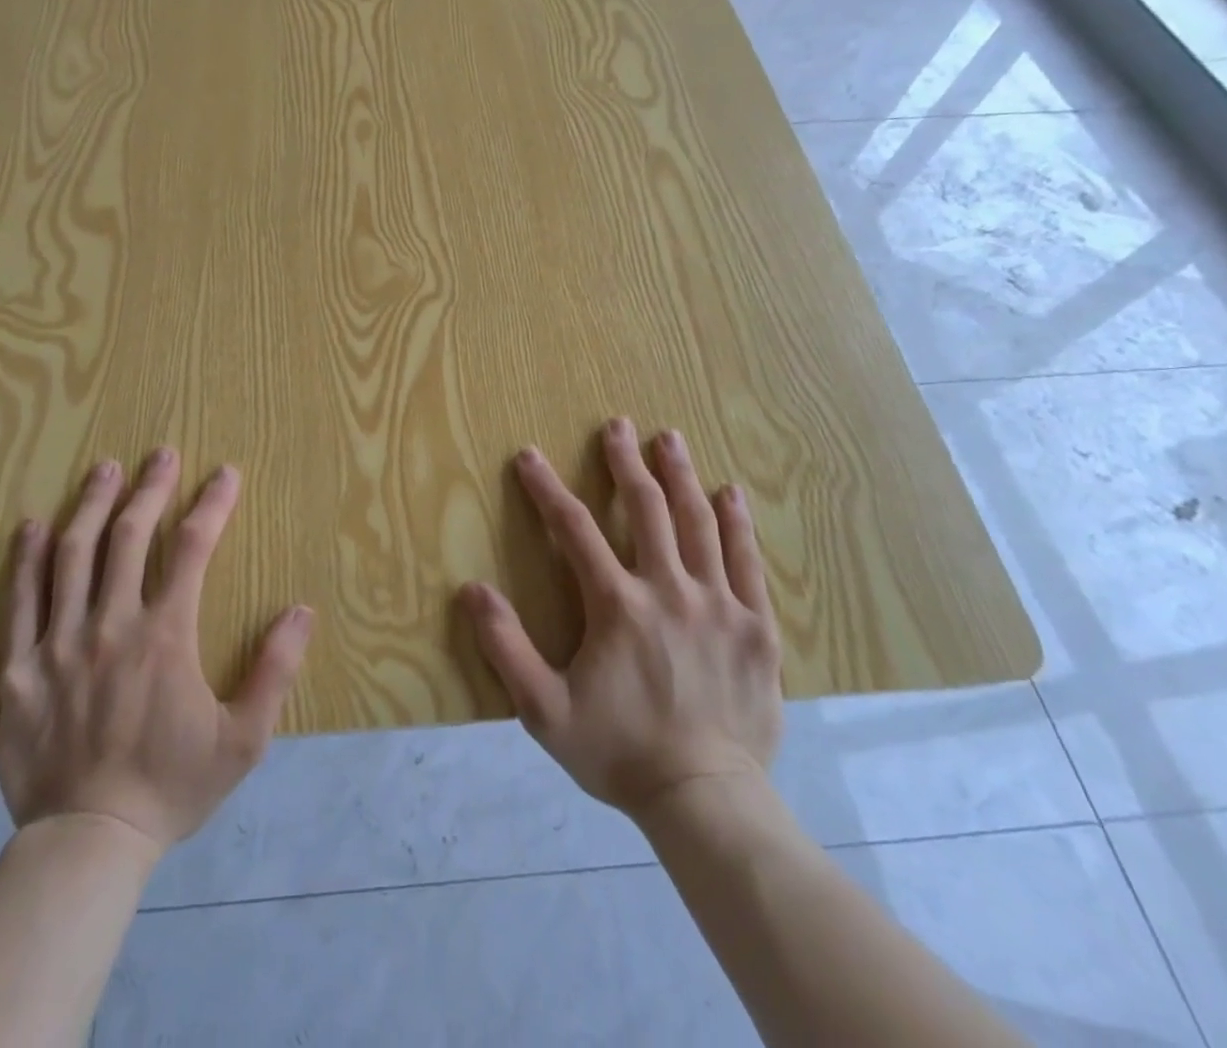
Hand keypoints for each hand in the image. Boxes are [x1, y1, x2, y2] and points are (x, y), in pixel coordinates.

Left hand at [0, 449, 314, 851]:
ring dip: (92, 505)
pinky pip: (19, 600)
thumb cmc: (171, 787)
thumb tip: (302, 611)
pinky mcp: (19, 668)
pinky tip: (33, 525)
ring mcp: (59, 643)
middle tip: (162, 453)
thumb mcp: (243, 740)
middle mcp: (111, 625)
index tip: (225, 474)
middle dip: (150, 488)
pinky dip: (26, 558)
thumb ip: (275, 671)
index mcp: (166, 636)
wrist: (87, 843)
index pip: (192, 549)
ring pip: (73, 555)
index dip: (212, 504)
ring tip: (105, 469)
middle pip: (129, 537)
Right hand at [459, 418, 782, 822]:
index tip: (529, 456)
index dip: (546, 488)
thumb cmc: (619, 752)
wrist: (706, 800)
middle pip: (647, 509)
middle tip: (618, 426)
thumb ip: (505, 647)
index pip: (574, 528)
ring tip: (670, 438)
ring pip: (698, 523)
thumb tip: (471, 590)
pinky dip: (737, 523)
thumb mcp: (544, 710)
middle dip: (626, 462)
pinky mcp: (755, 626)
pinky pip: (747, 561)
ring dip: (680, 476)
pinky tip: (730, 492)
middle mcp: (669, 590)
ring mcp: (718, 604)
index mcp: (617, 605)